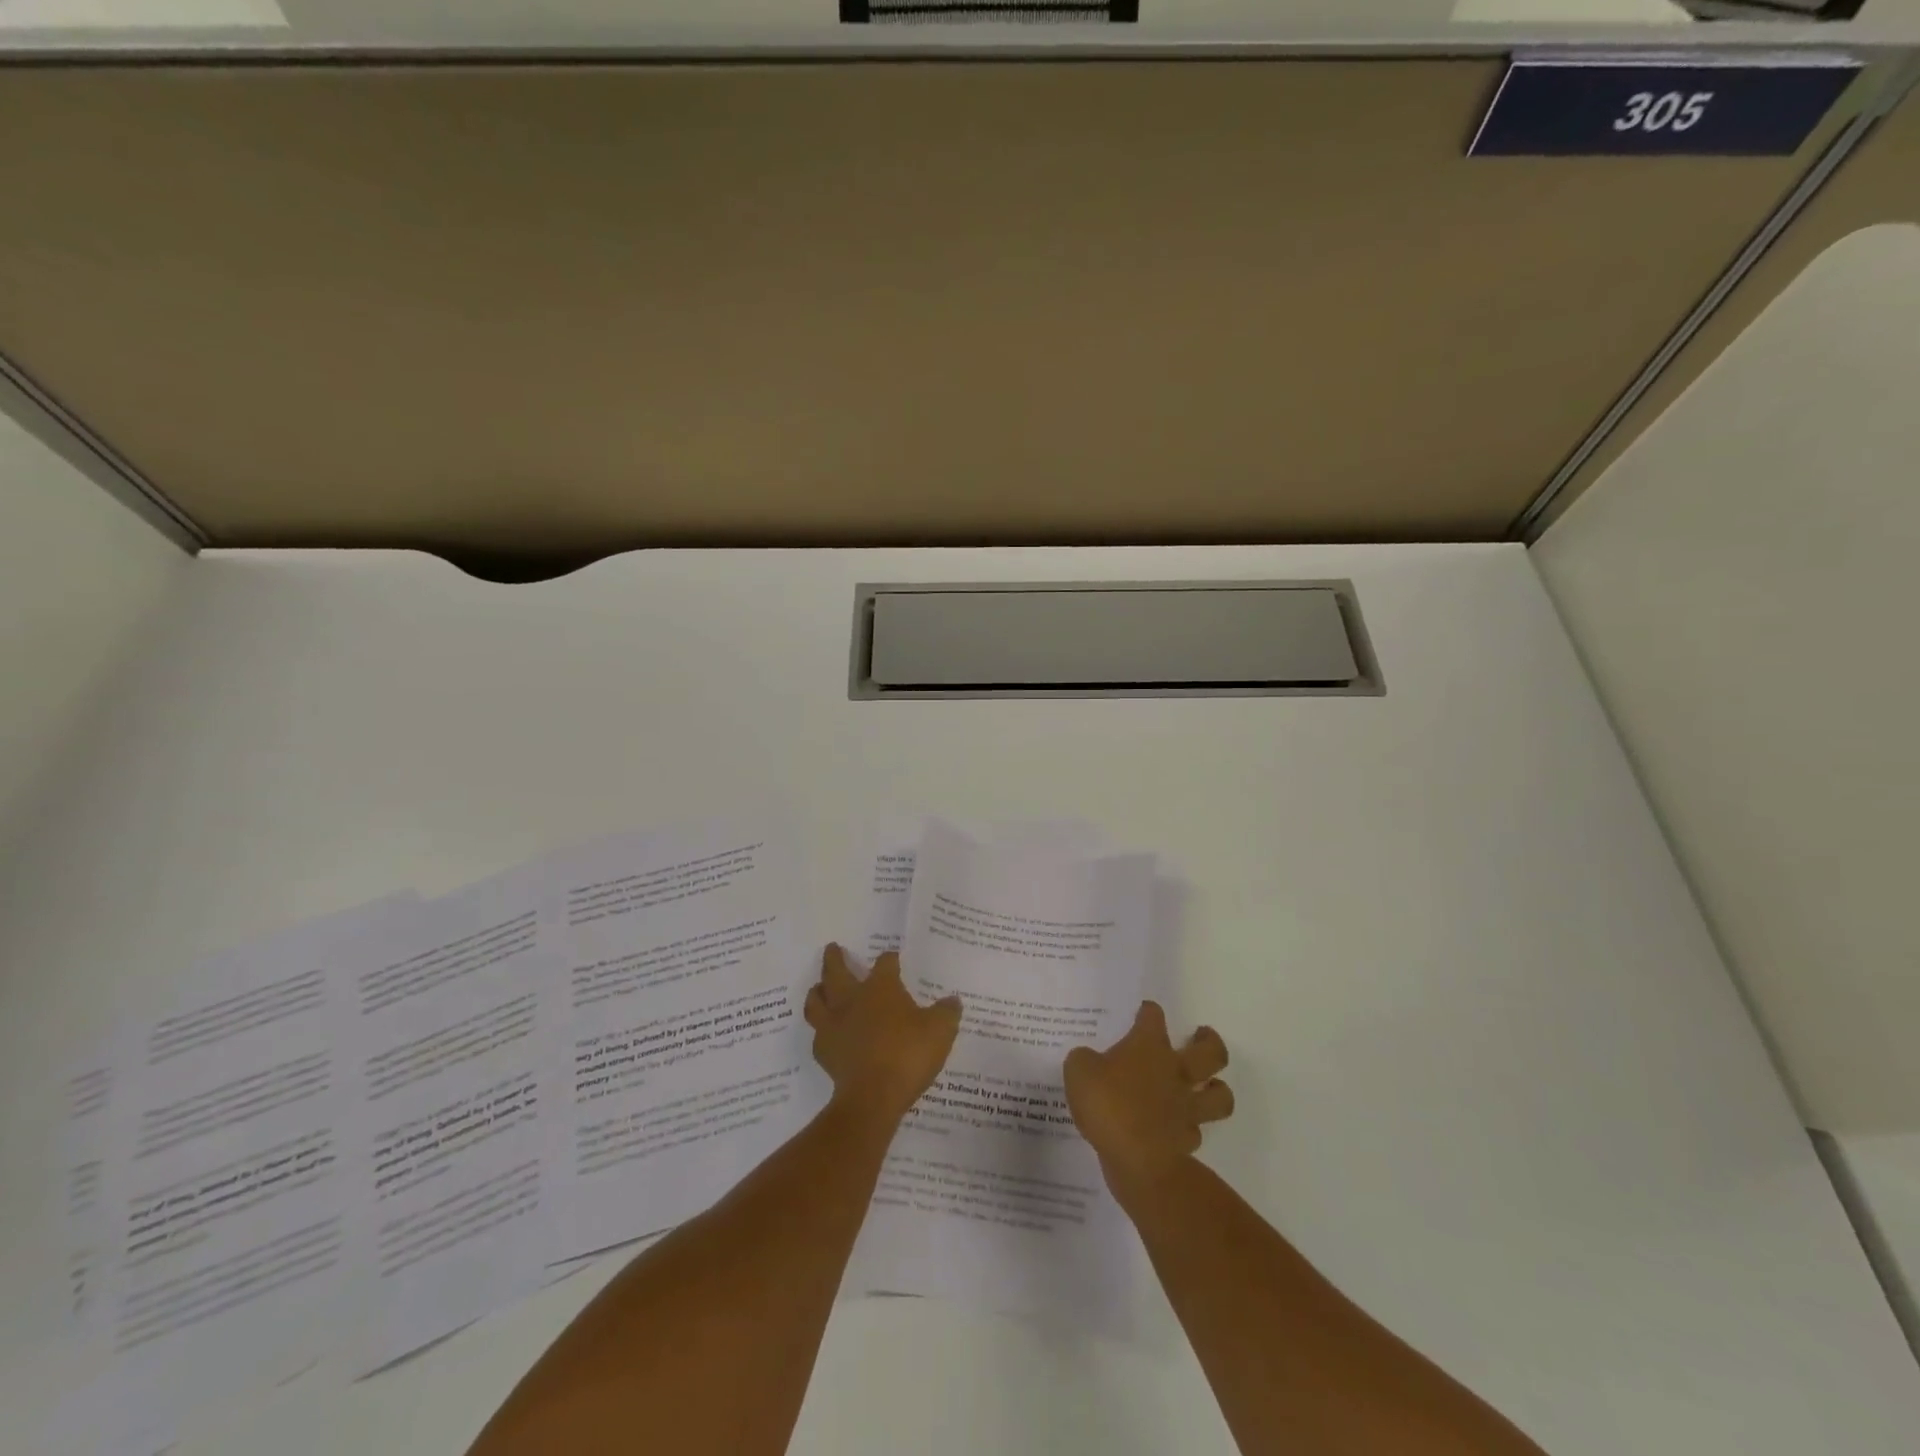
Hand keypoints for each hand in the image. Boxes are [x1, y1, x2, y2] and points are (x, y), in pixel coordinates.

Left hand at [804, 944, 961, 1125]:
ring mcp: (833, 1024)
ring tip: (819, 988)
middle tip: (832, 948)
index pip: (885, 963)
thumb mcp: (940, 1031)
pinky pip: (818, 1033)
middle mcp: (852, 999)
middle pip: (836, 971)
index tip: (893, 958)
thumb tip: (953, 1000)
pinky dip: (822, 1029)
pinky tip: (828, 1033)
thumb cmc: (908, 1054)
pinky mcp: (823, 1051)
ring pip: (816, 999)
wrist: (873, 1096)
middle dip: (834, 958)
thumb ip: (947, 1012)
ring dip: (817, 990)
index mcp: (881, 987)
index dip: (890, 959)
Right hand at [1064, 1001, 1233, 1196]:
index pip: (1153, 1017)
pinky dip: (1190, 1127)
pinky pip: (1196, 1130)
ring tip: (1208, 1086)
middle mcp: (1175, 1071)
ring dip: (1219, 1089)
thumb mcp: (1078, 1071)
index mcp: (1149, 1047)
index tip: (1144, 1011)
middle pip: (1211, 1052)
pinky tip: (1177, 1126)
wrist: (1136, 1158)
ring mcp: (1186, 1107)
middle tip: (1202, 1036)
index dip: (1148, 1011)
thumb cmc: (1108, 1104)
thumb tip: (1089, 1061)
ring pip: (1220, 1095)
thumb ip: (1084, 1060)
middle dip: (1210, 1041)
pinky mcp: (1187, 1141)